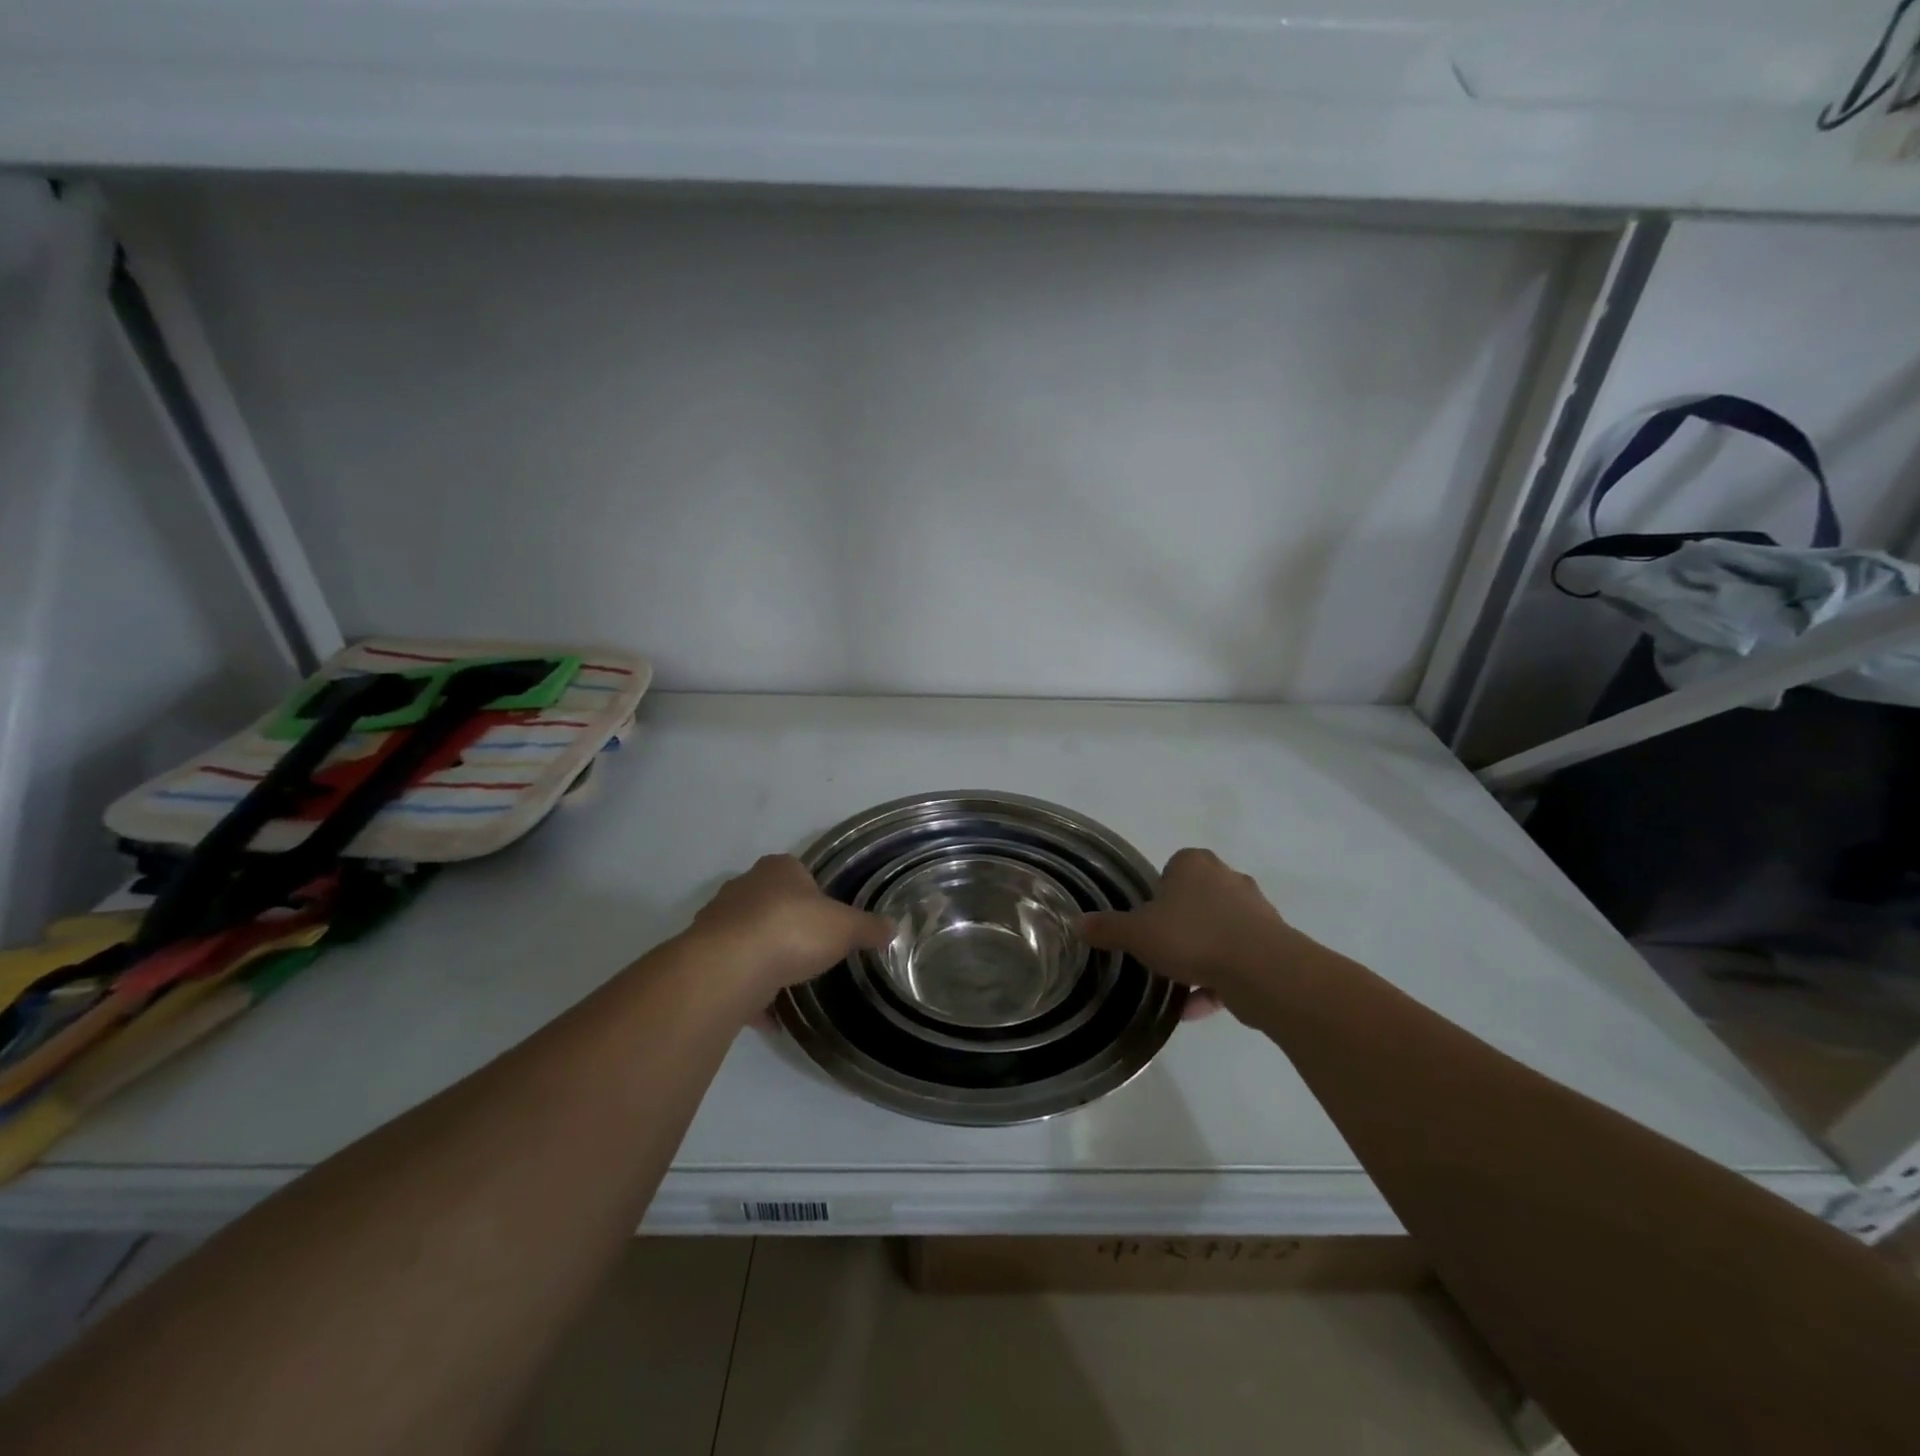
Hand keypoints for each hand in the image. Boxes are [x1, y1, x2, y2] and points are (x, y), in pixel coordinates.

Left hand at [684, 855, 891, 1009]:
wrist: (729, 968)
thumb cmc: (793, 931)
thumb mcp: (845, 929)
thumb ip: (868, 927)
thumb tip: (893, 926)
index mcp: (779, 869)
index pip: (798, 872)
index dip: (814, 894)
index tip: (826, 920)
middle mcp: (743, 886)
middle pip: (770, 903)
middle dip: (787, 925)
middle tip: (809, 950)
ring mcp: (718, 920)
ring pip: (748, 937)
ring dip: (764, 957)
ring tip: (788, 983)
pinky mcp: (703, 955)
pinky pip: (733, 972)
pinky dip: (749, 990)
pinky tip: (767, 1015)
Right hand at [1084, 848, 1304, 1015]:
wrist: (1262, 971)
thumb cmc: (1192, 937)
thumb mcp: (1137, 934)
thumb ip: (1108, 928)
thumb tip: (1077, 923)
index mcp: (1195, 864)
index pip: (1171, 869)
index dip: (1157, 896)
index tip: (1147, 922)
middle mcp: (1228, 878)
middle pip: (1195, 901)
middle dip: (1179, 927)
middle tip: (1160, 951)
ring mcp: (1255, 911)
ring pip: (1216, 932)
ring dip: (1198, 958)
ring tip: (1177, 986)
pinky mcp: (1273, 943)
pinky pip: (1235, 959)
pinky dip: (1216, 980)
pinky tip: (1196, 1007)